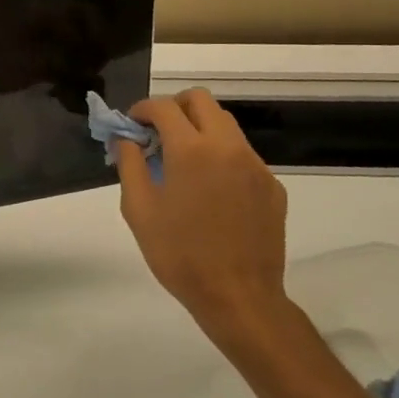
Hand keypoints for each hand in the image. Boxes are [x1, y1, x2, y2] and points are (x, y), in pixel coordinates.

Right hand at [113, 89, 290, 350]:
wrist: (239, 297)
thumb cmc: (179, 254)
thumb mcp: (139, 209)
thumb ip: (130, 164)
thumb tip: (126, 139)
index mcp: (191, 150)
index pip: (164, 107)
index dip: (142, 110)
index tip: (132, 125)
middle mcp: (227, 147)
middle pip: (201, 100)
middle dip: (175, 107)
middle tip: (158, 133)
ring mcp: (255, 165)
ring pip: (225, 123)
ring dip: (199, 128)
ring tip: (183, 161)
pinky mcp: (272, 186)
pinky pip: (242, 154)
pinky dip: (221, 156)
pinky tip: (210, 190)